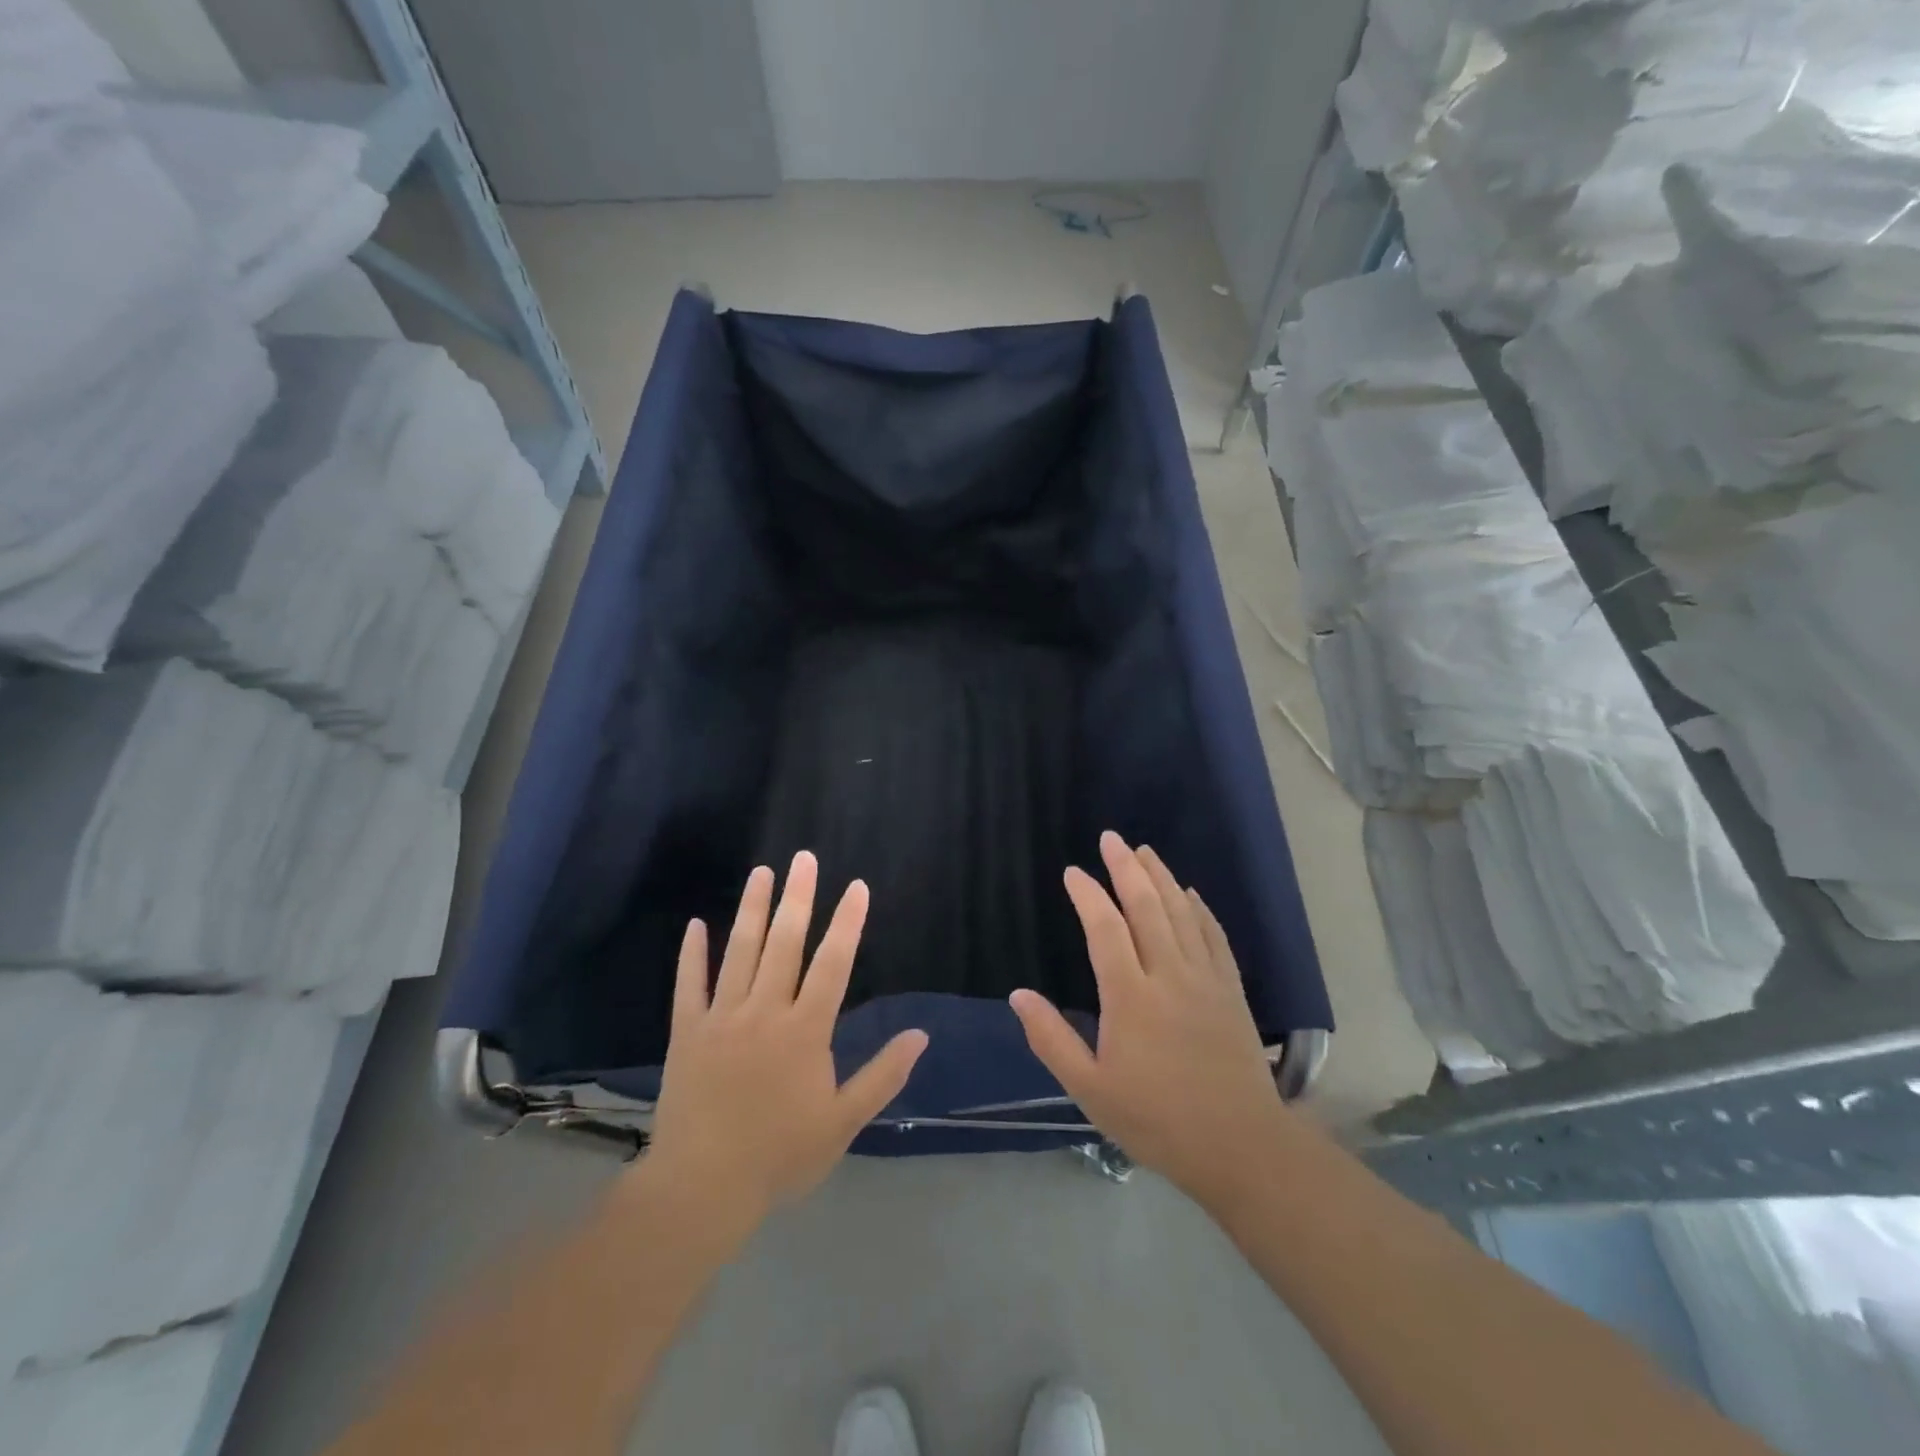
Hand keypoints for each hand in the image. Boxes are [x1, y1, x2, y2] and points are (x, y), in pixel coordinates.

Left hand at [643, 851, 927, 1232]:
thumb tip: (920, 1035)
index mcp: (804, 1031)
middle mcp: (764, 1012)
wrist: (702, 1188)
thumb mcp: (842, 1122)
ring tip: (762, 872)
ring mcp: (721, 1019)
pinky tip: (696, 924)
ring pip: (740, 952)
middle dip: (798, 897)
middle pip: (785, 944)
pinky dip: (692, 954)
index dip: (847, 923)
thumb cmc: (779, 1155)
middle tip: (804, 858)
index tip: (856, 887)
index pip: (833, 964)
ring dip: (752, 909)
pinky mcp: (686, 1033)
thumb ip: (882, 1075)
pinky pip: (689, 985)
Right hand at [1010, 831, 1289, 1207]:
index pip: (1105, 929)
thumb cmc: (1157, 1120)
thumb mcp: (1091, 1089)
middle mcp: (1169, 975)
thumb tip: (1018, 995)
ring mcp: (1205, 979)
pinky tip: (1190, 894)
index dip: (1088, 896)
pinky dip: (1199, 909)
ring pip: (1182, 913)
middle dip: (1126, 868)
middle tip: (1111, 839)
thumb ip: (1051, 1039)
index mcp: (1131, 997)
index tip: (1072, 872)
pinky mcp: (1230, 991)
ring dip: (1162, 878)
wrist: (1240, 1146)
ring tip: (1145, 851)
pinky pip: (1214, 936)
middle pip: (1146, 907)